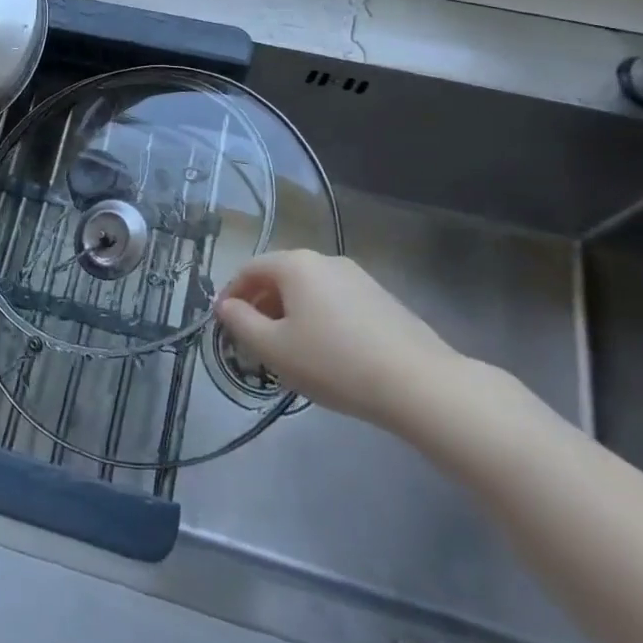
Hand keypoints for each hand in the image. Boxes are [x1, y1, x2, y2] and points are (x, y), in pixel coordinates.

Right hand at [214, 251, 463, 430]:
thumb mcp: (273, 348)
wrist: (418, 383)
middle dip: (261, 304)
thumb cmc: (333, 362)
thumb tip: (226, 306)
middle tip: (254, 341)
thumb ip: (240, 322)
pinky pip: (335, 301)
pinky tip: (326, 352)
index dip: (232, 295)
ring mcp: (357, 277)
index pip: (249, 269)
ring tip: (289, 350)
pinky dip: (318, 318)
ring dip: (290, 313)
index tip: (224, 324)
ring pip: (309, 289)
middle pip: (280, 276)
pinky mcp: (381, 298)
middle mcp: (325, 259)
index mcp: (295, 264)